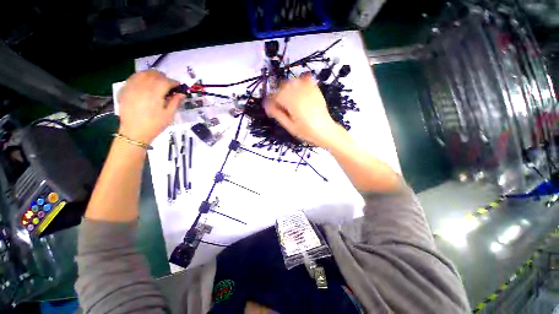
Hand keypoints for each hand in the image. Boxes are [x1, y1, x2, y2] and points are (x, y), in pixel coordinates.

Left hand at [118, 70, 184, 143]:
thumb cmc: (155, 125)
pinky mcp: (124, 90)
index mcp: (154, 93)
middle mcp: (142, 87)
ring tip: (157, 83)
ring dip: (152, 75)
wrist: (134, 132)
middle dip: (163, 77)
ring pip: (143, 73)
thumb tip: (182, 94)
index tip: (178, 86)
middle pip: (154, 74)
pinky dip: (141, 78)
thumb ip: (175, 102)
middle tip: (169, 85)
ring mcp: (131, 87)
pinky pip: (133, 77)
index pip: (166, 81)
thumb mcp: (169, 115)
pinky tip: (145, 85)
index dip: (174, 82)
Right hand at [264, 74, 344, 147]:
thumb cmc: (306, 131)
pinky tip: (298, 90)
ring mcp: (308, 89)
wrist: (325, 130)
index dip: (271, 102)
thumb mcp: (289, 126)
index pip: (275, 96)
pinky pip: (305, 79)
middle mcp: (299, 92)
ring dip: (287, 88)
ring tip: (289, 100)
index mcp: (291, 102)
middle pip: (282, 86)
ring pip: (292, 81)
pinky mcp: (315, 89)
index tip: (271, 110)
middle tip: (280, 106)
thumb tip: (267, 105)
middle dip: (278, 95)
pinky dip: (299, 81)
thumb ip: (277, 114)